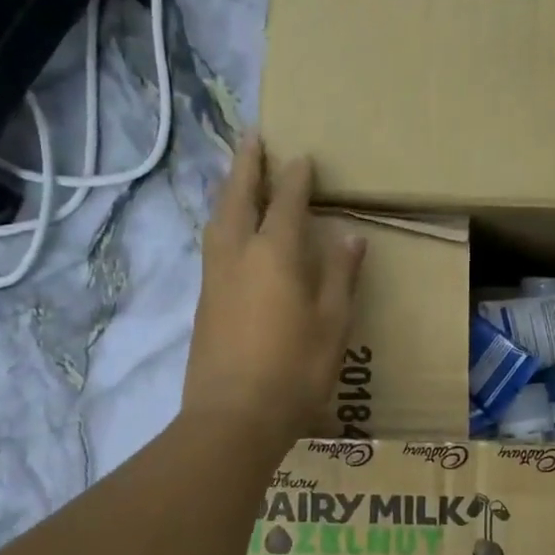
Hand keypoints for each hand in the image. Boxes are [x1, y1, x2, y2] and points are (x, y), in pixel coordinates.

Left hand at [184, 136, 365, 454]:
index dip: (297, 178)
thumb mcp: (333, 324)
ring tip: (237, 175)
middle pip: (240, 197)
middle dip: (248, 165)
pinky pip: (213, 243)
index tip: (304, 157)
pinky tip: (228, 229)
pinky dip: (222, 220)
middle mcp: (239, 254)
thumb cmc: (295, 369)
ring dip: (229, 190)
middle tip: (253, 138)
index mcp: (276, 254)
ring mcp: (215, 276)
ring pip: (219, 219)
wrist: (234, 417)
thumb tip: (350, 237)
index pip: (288, 203)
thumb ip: (340, 276)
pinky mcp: (204, 300)